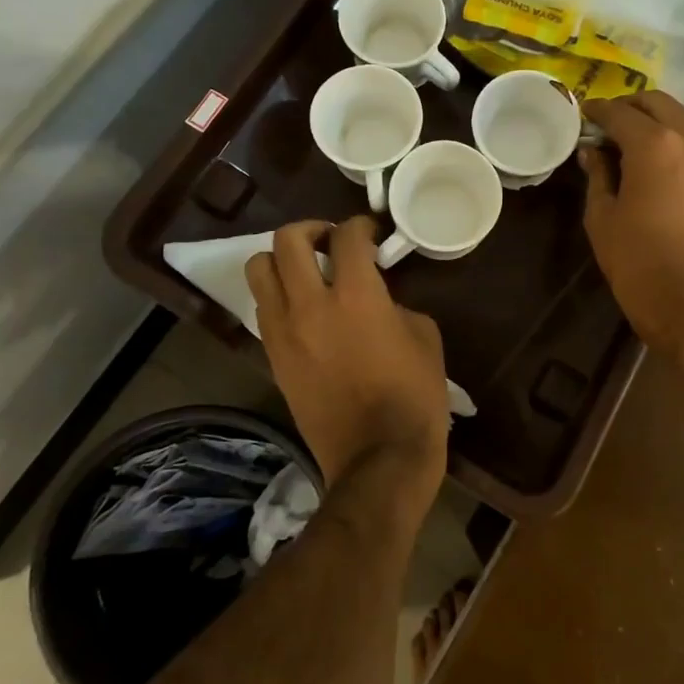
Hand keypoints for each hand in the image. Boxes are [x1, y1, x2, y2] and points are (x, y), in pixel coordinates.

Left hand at [246, 218, 449, 513]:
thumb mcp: (424, 337)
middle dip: (310, 230)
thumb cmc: (414, 396)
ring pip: (258, 270)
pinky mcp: (273, 358)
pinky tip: (304, 311)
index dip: (360, 225)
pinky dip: (279, 298)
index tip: (370, 233)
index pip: (346, 236)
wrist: (378, 458)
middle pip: (286, 240)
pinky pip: (264, 310)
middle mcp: (309, 305)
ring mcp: (283, 332)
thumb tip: (378, 299)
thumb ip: (396, 305)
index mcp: (355, 295)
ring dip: (282, 261)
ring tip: (307, 274)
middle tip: (331, 243)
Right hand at [580, 92, 683, 365]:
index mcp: (655, 144)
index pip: (619, 112)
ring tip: (628, 141)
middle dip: (628, 107)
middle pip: (656, 103)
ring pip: (680, 117)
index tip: (582, 115)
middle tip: (604, 125)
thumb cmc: (638, 262)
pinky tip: (654, 159)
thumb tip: (593, 151)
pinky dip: (673, 137)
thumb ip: (598, 174)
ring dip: (653, 120)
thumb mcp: (603, 217)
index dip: (596, 111)